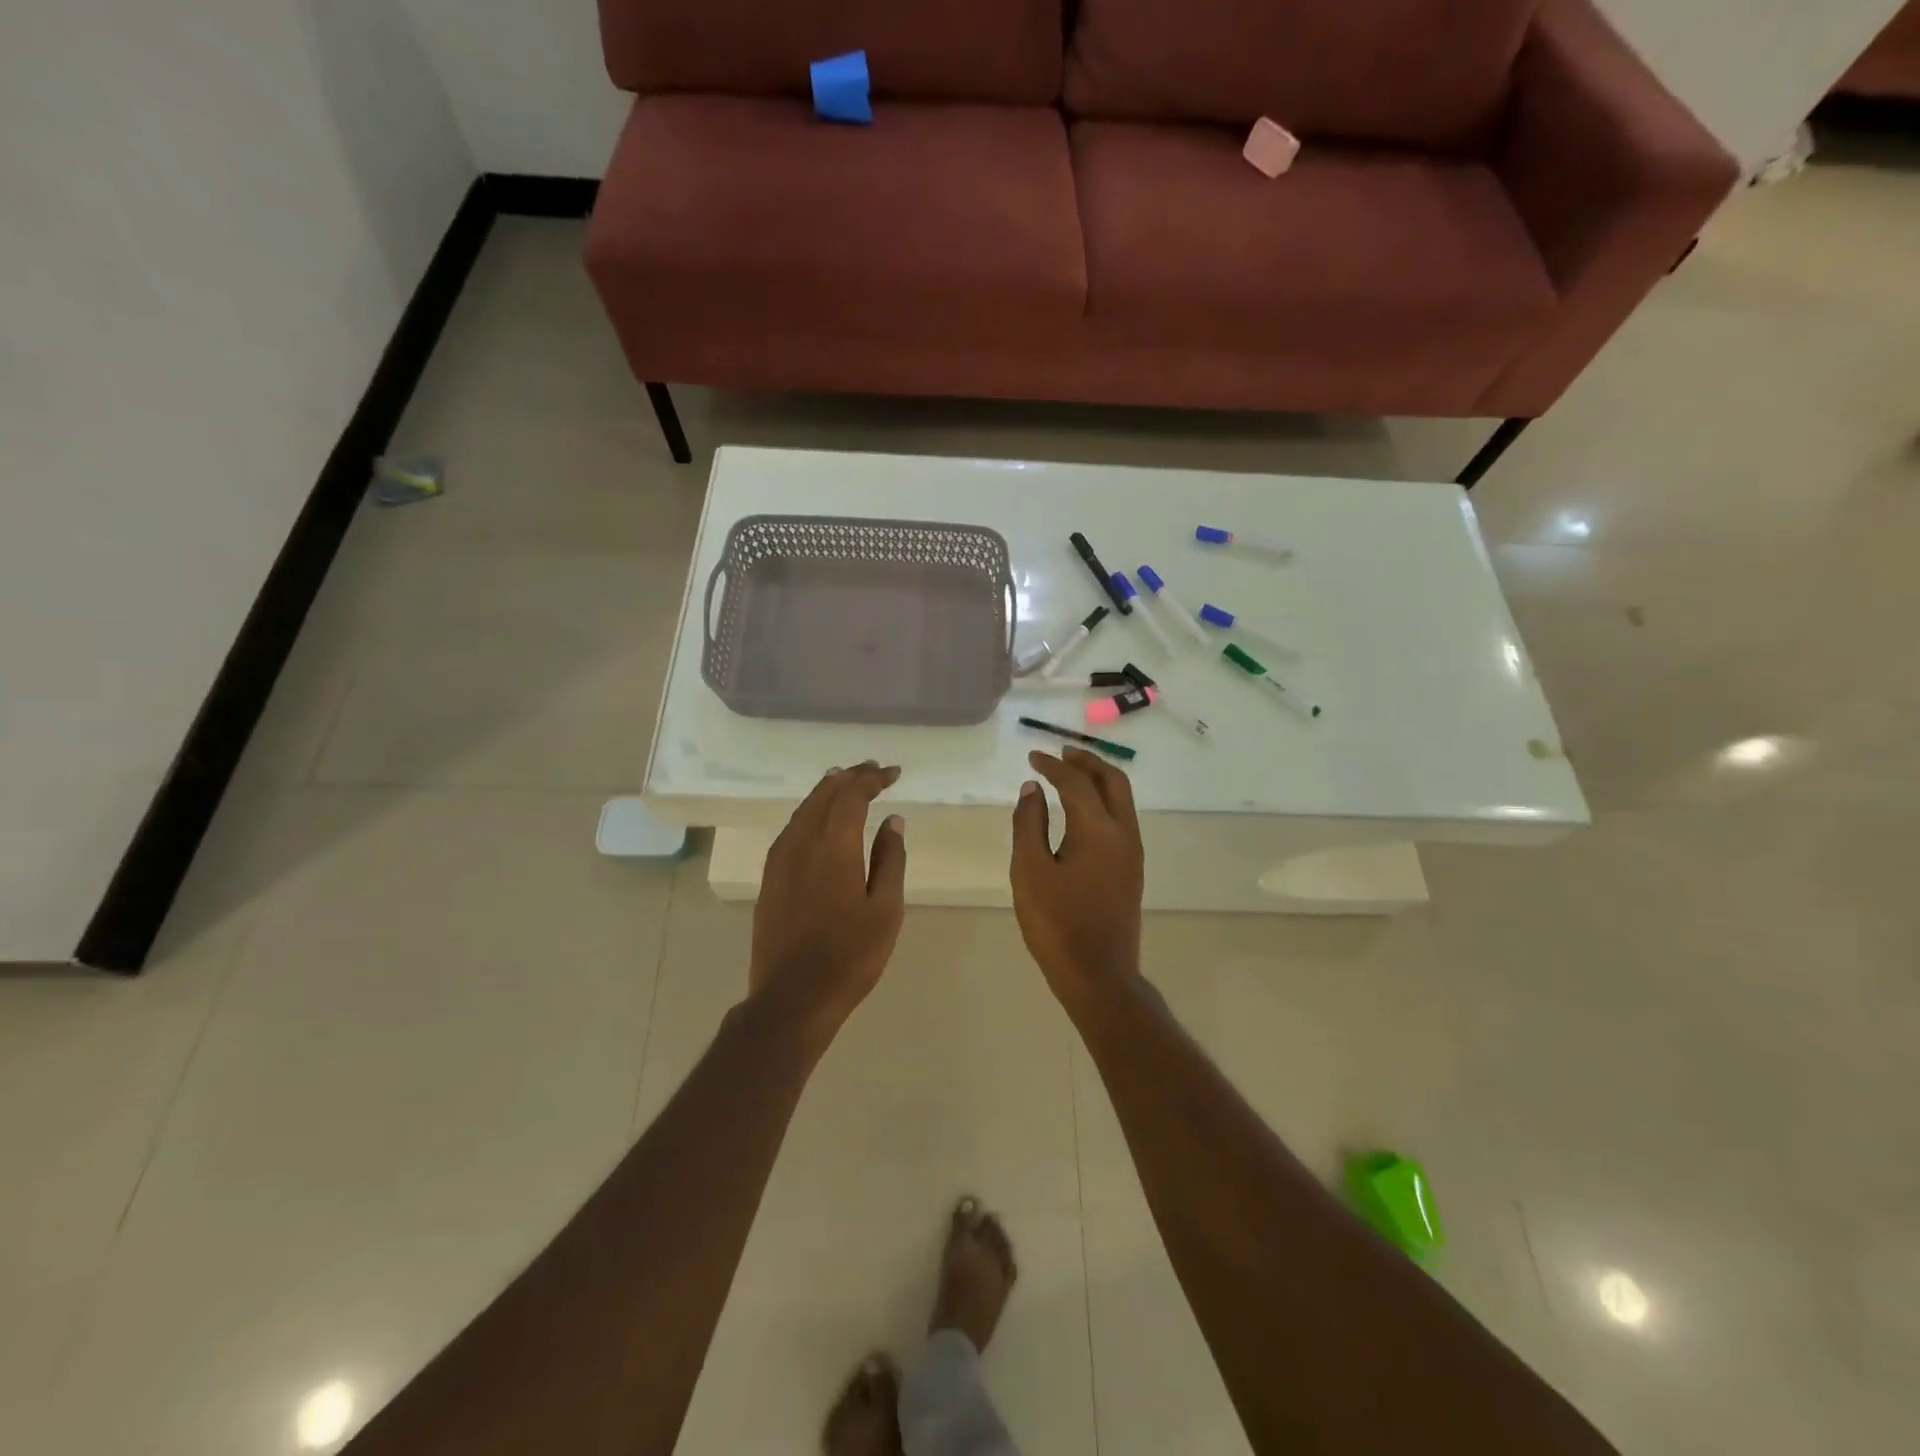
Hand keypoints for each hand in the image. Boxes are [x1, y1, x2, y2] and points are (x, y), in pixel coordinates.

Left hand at [751, 763, 907, 1033]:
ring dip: (827, 791)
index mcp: (833, 847)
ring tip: (848, 784)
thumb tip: (893, 821)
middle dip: (849, 777)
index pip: (851, 795)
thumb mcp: (885, 910)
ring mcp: (779, 860)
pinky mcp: (769, 877)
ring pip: (803, 809)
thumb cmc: (849, 956)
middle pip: (823, 794)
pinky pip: (791, 828)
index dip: (872, 778)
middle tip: (873, 771)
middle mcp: (801, 842)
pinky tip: (820, 820)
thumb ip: (890, 859)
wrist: (792, 998)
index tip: (893, 773)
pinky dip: (811, 812)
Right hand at [1009, 748, 1144, 1000]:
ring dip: (1098, 780)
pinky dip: (1103, 801)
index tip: (1032, 757)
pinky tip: (1081, 811)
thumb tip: (1032, 789)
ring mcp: (1132, 852)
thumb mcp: (1029, 871)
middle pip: (1113, 781)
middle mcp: (1123, 833)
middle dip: (1087, 762)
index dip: (1053, 766)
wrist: (1098, 974)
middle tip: (1060, 754)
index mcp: (1098, 830)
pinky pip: (1121, 818)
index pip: (1076, 783)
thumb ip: (1029, 825)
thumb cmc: (1057, 923)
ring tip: (1070, 775)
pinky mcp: (1132, 869)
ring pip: (1122, 799)